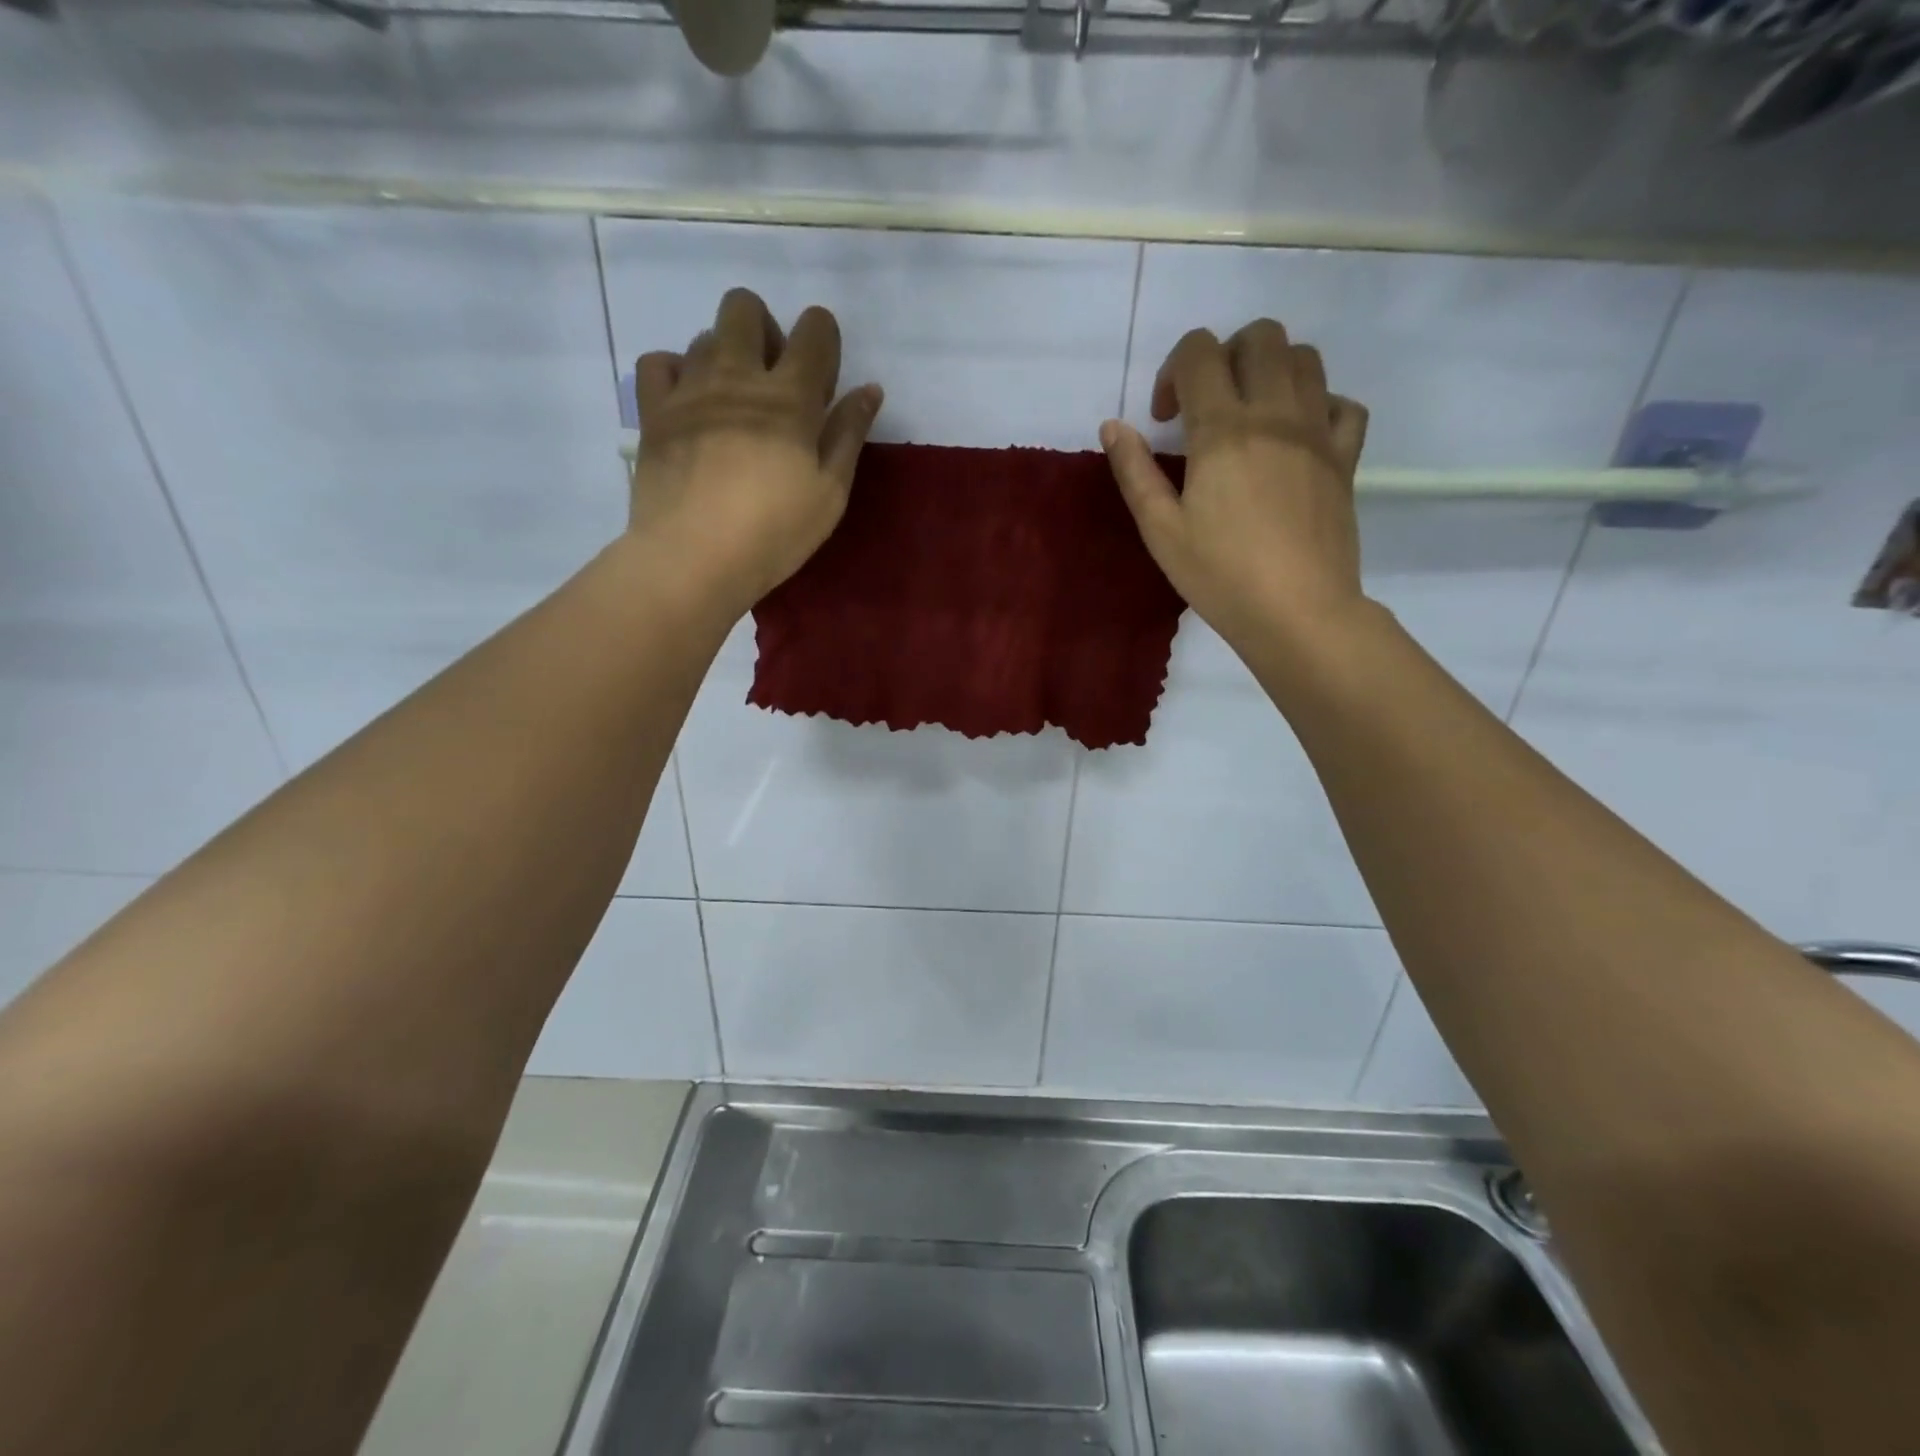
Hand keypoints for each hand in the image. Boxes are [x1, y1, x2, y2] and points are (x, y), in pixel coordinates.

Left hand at [629, 288, 882, 612]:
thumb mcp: (830, 493)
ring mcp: (689, 389)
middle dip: (766, 331)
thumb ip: (849, 435)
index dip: (824, 339)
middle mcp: (737, 376)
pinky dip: (675, 373)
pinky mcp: (653, 411)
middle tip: (774, 382)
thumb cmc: (774, 533)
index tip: (823, 379)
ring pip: (704, 335)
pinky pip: (657, 362)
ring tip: (732, 404)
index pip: (814, 330)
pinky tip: (688, 403)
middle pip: (745, 308)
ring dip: (725, 356)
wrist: (694, 558)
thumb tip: (869, 388)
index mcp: (789, 397)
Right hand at [1100, 320, 1369, 655]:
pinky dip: (1320, 404)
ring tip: (1251, 414)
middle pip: (1260, 336)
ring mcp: (1318, 431)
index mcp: (1223, 429)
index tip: (1164, 419)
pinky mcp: (1346, 457)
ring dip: (1271, 369)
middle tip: (1208, 404)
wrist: (1297, 611)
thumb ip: (1135, 472)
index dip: (1173, 371)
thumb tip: (1113, 425)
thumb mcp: (1161, 530)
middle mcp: (1275, 413)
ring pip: (1305, 358)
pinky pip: (1344, 404)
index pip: (1199, 353)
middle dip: (1225, 355)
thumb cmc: (1220, 575)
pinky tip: (1298, 436)